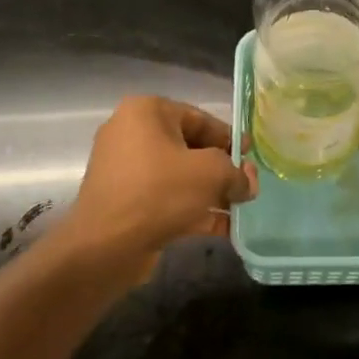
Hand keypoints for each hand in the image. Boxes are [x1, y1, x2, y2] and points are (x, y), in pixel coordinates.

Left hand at [59, 95, 255, 284]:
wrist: (106, 246)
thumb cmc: (160, 192)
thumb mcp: (211, 173)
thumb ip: (237, 173)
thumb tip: (247, 183)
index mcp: (147, 112)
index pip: (200, 118)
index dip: (231, 138)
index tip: (252, 157)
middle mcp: (131, 133)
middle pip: (190, 148)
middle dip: (222, 169)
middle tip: (247, 186)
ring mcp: (125, 170)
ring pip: (179, 176)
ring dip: (211, 192)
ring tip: (240, 209)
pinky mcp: (125, 201)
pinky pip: (166, 198)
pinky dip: (192, 209)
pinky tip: (223, 228)